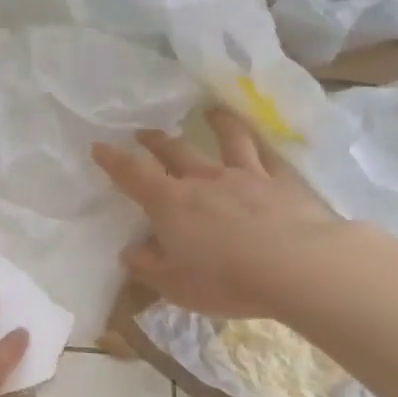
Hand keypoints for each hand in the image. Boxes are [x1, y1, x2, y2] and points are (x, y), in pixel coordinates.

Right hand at [92, 107, 358, 320]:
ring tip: (209, 112)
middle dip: (155, 141)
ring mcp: (246, 176)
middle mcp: (204, 180)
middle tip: (144, 133)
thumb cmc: (225, 279)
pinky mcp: (283, 182)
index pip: (133, 175)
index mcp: (170, 204)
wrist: (297, 266)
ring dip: (215, 124)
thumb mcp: (174, 284)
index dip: (113, 160)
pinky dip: (259, 143)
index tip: (100, 146)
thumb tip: (131, 251)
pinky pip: (267, 155)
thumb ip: (148, 266)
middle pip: (174, 151)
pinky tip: (259, 139)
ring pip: (227, 141)